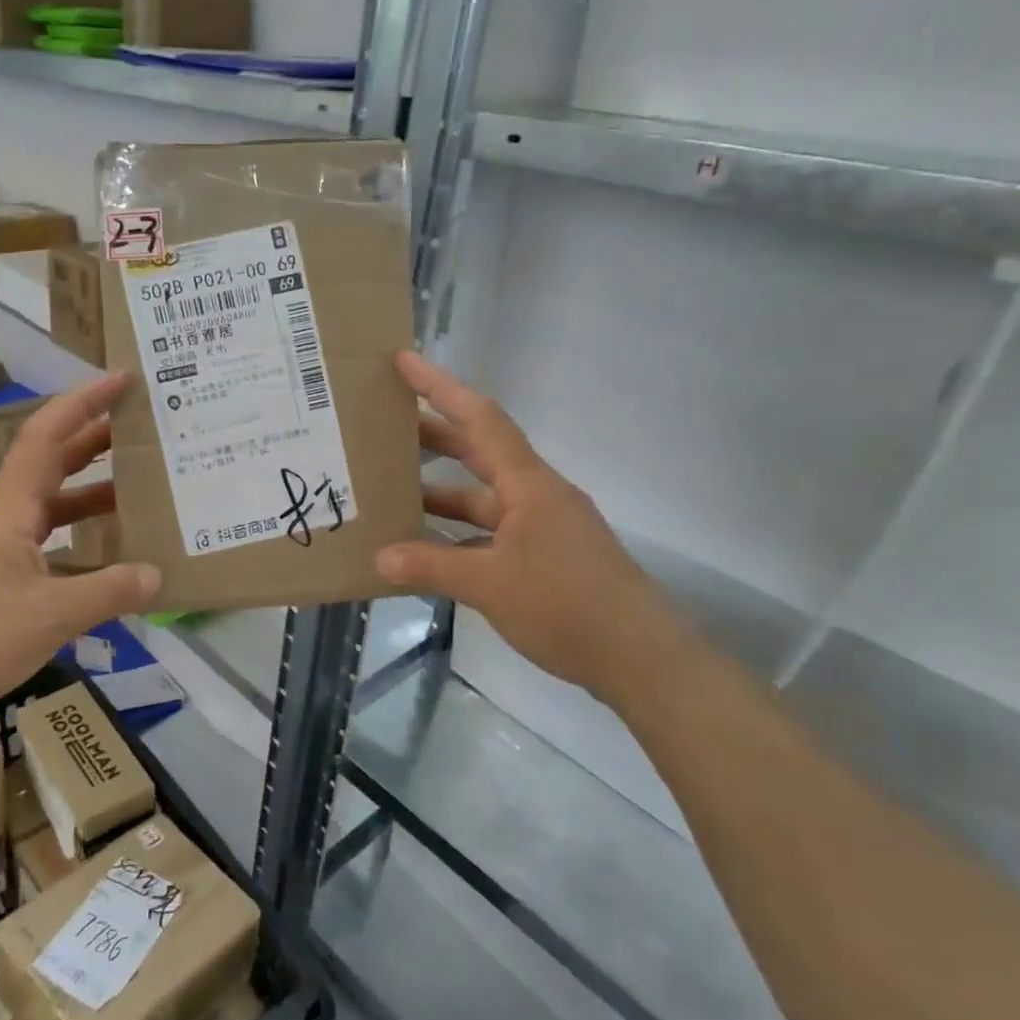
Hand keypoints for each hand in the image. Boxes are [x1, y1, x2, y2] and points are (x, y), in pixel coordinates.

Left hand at [0, 374, 160, 712]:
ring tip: (137, 492)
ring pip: (50, 507)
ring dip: (90, 493)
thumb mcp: (52, 614)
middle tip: (141, 431)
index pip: (48, 437)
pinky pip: (47, 544)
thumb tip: (158, 576)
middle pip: (51, 464)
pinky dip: (79, 540)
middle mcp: (4, 520)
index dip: (84, 403)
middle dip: (94, 440)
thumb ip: (109, 591)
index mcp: (11, 510)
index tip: (121, 381)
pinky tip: (106, 560)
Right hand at [374, 352, 691, 711]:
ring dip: (441, 492)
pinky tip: (427, 548)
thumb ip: (431, 567)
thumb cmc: (566, 605)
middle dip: (433, 435)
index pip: (480, 419)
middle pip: (479, 451)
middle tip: (385, 425)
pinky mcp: (546, 557)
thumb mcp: (490, 585)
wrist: (640, 657)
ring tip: (392, 490)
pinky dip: (458, 535)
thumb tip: (380, 558)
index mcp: (528, 485)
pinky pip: (491, 532)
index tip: (403, 362)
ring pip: (482, 497)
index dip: (440, 387)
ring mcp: (543, 527)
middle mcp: (536, 495)